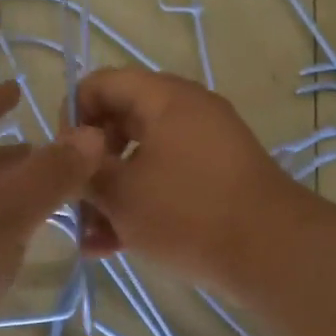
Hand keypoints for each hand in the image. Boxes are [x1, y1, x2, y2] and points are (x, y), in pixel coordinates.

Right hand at [74, 68, 304, 292]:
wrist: (272, 252)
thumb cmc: (187, 212)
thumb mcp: (121, 193)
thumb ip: (85, 170)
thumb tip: (72, 155)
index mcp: (163, 97)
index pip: (99, 84)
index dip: (71, 117)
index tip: (63, 161)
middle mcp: (186, 110)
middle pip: (120, 122)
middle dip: (91, 165)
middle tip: (75, 202)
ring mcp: (206, 144)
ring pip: (141, 158)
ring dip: (112, 194)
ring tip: (91, 239)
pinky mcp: (218, 177)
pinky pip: (167, 179)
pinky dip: (141, 204)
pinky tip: (115, 246)